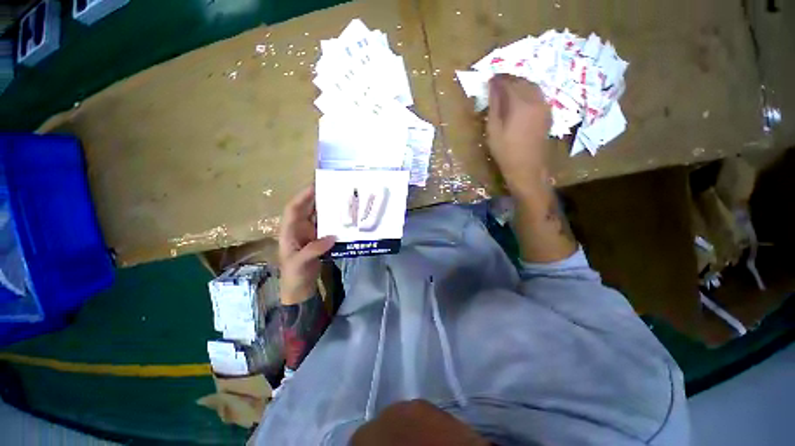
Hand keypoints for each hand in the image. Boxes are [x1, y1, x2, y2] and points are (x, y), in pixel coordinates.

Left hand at [278, 186, 335, 304]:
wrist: (300, 287)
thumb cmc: (294, 274)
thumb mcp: (300, 262)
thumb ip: (314, 249)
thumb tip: (332, 237)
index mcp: (289, 231)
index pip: (293, 209)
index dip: (302, 197)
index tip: (315, 186)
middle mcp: (298, 228)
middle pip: (306, 208)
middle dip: (316, 197)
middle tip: (332, 187)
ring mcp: (309, 233)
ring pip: (316, 215)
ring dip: (326, 207)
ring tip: (339, 198)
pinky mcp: (319, 239)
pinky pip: (325, 225)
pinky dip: (332, 220)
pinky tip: (343, 216)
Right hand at [486, 74, 551, 194]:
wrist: (527, 168)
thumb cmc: (505, 151)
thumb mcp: (493, 130)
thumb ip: (494, 106)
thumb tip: (493, 87)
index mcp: (520, 104)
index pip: (509, 83)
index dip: (498, 79)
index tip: (489, 79)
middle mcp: (535, 100)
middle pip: (522, 81)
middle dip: (509, 79)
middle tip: (497, 82)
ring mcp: (544, 106)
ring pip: (532, 86)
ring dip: (520, 83)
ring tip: (508, 88)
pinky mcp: (548, 113)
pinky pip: (538, 94)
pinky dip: (528, 91)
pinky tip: (520, 98)